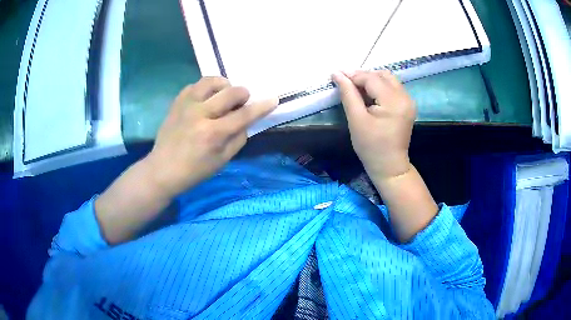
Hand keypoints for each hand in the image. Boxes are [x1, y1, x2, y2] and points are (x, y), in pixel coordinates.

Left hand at [146, 77, 277, 197]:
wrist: (162, 169)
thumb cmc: (194, 171)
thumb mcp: (222, 161)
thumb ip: (238, 138)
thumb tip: (246, 120)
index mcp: (213, 134)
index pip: (244, 115)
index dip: (261, 106)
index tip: (273, 99)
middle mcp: (200, 114)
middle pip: (230, 92)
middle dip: (243, 94)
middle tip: (241, 103)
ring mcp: (186, 105)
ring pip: (212, 81)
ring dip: (224, 85)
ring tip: (223, 96)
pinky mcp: (177, 102)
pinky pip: (196, 84)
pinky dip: (206, 88)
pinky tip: (206, 98)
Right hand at [332, 70, 415, 180]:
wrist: (389, 166)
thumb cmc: (371, 147)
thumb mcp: (356, 120)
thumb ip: (348, 94)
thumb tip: (337, 74)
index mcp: (393, 101)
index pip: (371, 78)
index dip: (353, 75)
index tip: (337, 76)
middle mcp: (405, 97)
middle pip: (382, 75)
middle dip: (363, 76)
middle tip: (347, 84)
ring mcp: (408, 101)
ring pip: (388, 79)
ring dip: (372, 80)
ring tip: (357, 90)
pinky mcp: (407, 105)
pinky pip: (393, 88)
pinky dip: (379, 87)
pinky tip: (369, 96)